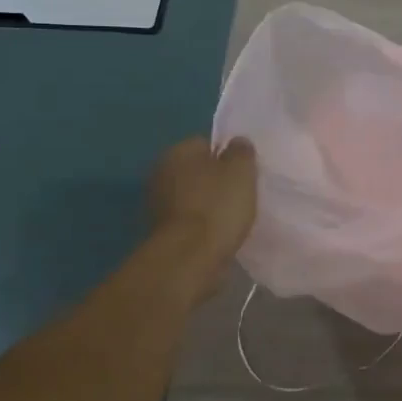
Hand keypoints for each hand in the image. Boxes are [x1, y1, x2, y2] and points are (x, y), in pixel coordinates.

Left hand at [149, 135, 257, 273]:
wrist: (189, 257)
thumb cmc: (217, 206)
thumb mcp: (241, 171)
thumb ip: (241, 151)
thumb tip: (237, 143)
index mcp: (178, 151)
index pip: (205, 144)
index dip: (227, 156)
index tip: (244, 173)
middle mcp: (161, 172)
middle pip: (196, 171)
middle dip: (215, 181)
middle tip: (241, 195)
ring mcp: (157, 204)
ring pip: (192, 197)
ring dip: (207, 205)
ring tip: (232, 218)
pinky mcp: (161, 232)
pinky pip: (188, 221)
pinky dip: (201, 226)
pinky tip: (218, 235)